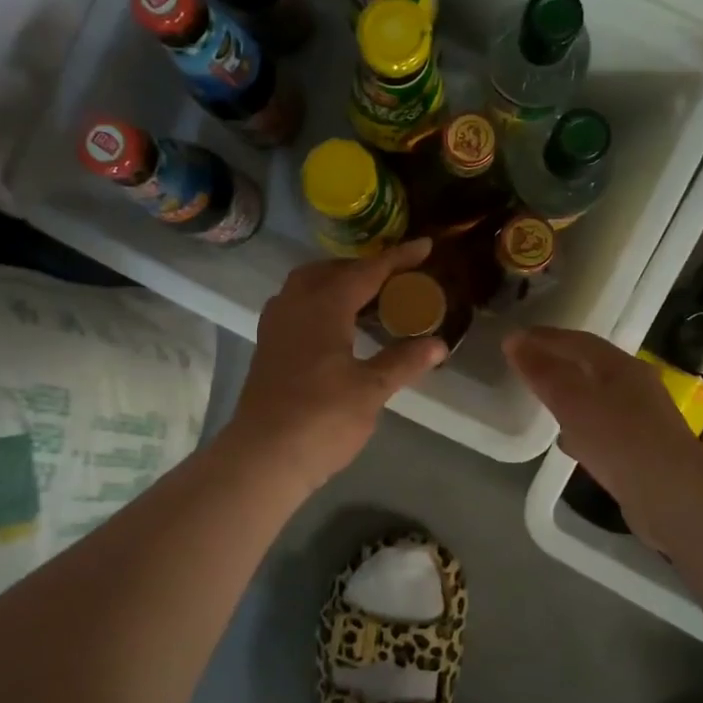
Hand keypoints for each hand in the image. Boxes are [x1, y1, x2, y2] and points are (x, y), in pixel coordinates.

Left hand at [225, 240, 448, 492]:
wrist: (264, 456)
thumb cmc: (322, 419)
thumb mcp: (371, 390)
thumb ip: (404, 361)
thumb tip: (438, 343)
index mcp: (324, 306)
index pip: (367, 271)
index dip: (398, 258)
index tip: (425, 246)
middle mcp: (295, 305)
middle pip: (331, 270)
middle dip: (364, 267)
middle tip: (395, 278)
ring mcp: (276, 325)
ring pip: (307, 285)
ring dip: (338, 282)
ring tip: (368, 298)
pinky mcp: (268, 346)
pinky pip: (297, 305)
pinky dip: (321, 302)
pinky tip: (337, 325)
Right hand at [503, 326, 702, 534]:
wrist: (673, 497)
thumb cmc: (619, 439)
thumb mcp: (573, 401)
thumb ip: (543, 372)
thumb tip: (514, 340)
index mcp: (622, 367)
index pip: (578, 341)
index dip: (545, 338)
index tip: (514, 340)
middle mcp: (635, 387)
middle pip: (590, 367)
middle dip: (558, 364)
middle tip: (525, 368)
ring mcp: (641, 420)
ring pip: (597, 398)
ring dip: (570, 396)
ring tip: (542, 402)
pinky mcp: (641, 451)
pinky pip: (603, 429)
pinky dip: (581, 427)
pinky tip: (568, 442)